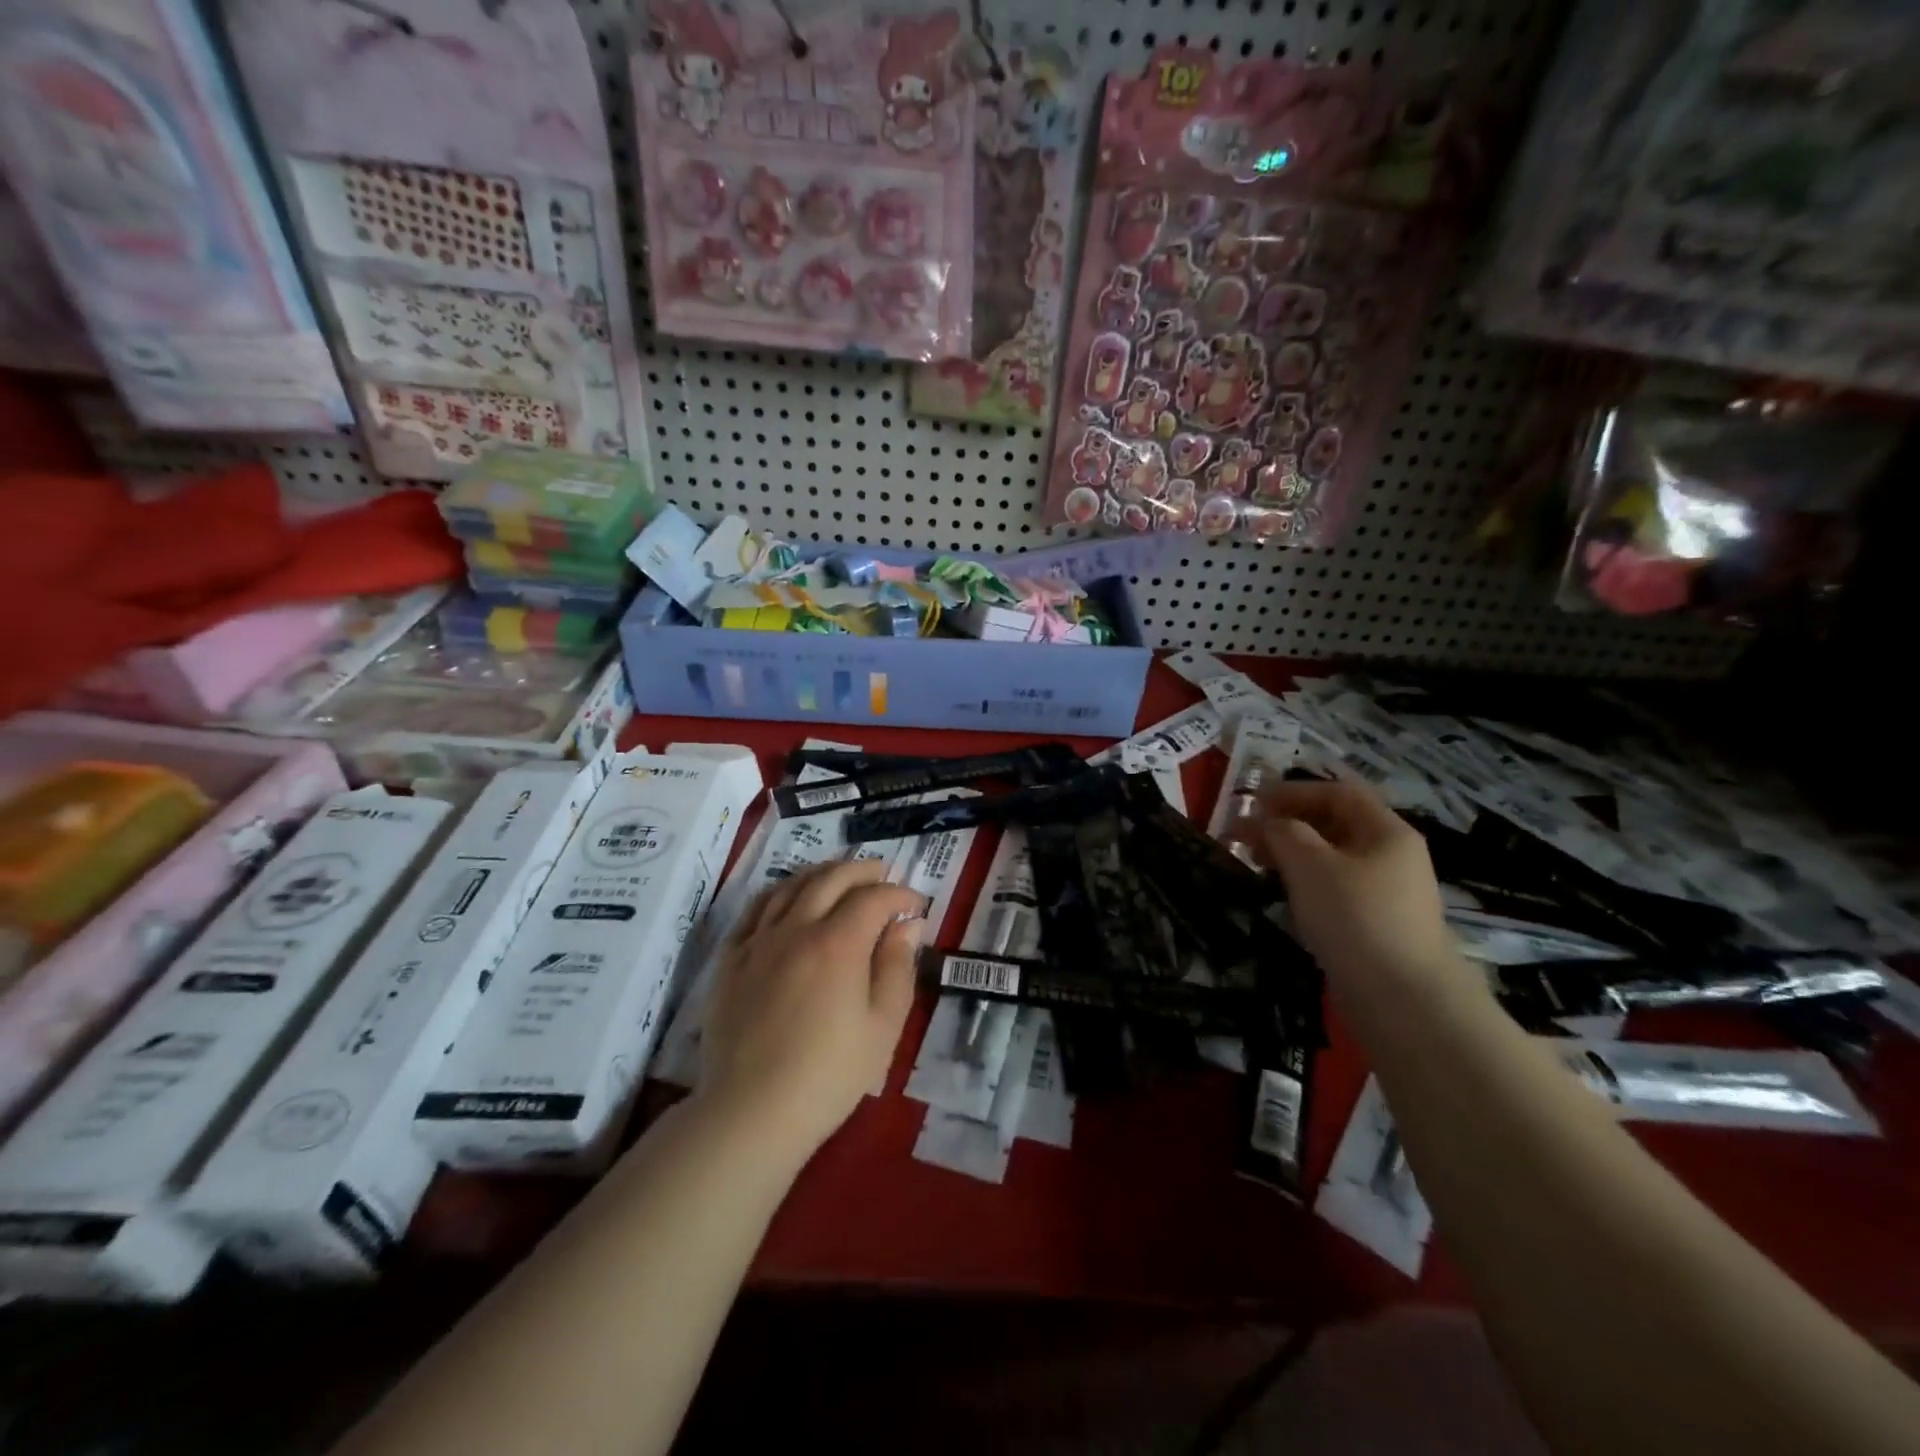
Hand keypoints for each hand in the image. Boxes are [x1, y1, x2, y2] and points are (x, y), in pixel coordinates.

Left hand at [697, 859, 926, 1164]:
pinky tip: (788, 899)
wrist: (751, 1111)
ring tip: (840, 876)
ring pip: (791, 886)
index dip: (900, 895)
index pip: (874, 898)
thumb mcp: (883, 1026)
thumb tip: (908, 925)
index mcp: (838, 943)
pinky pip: (755, 910)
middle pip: (831, 879)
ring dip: (821, 873)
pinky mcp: (730, 959)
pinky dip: (779, 893)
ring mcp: (758, 941)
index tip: (916, 905)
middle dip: (863, 870)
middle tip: (883, 873)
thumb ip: (898, 967)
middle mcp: (796, 928)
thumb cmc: (829, 1074)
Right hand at [1261, 777, 1457, 997]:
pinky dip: (1303, 882)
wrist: (1401, 998)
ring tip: (1255, 862)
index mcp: (1386, 831)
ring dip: (1291, 853)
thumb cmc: (1354, 916)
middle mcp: (1390, 856)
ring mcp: (1385, 893)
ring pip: (1331, 858)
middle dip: (1287, 823)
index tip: (1253, 802)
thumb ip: (1284, 832)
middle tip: (1245, 834)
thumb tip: (1270, 824)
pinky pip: (1333, 889)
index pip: (1338, 792)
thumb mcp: (1310, 863)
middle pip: (1334, 824)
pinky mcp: (1374, 924)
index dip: (1294, 791)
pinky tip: (1281, 895)